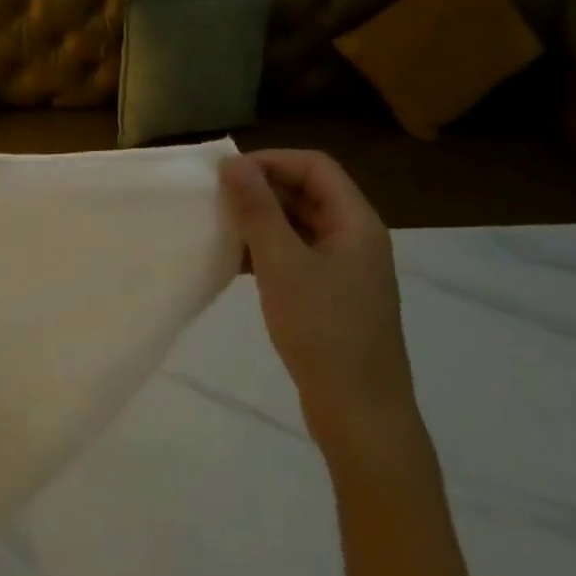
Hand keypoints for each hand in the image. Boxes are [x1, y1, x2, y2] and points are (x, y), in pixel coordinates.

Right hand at [219, 150, 420, 458]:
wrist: (360, 414)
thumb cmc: (325, 331)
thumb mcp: (282, 265)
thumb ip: (257, 210)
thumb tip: (233, 163)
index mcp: (356, 223)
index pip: (314, 166)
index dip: (271, 161)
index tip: (227, 175)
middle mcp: (354, 238)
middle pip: (306, 193)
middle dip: (260, 189)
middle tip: (215, 200)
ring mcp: (343, 270)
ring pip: (297, 225)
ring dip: (259, 220)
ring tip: (219, 228)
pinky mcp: (329, 296)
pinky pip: (294, 255)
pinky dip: (264, 251)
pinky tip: (233, 263)